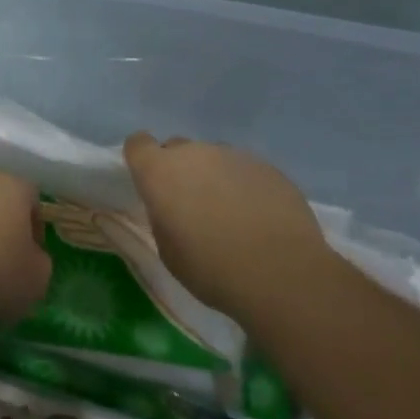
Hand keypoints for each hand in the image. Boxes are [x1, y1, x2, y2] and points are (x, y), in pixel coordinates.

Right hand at [123, 134, 331, 316]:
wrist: (281, 274)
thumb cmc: (212, 269)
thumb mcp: (169, 251)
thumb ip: (163, 217)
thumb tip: (173, 207)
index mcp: (160, 171)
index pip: (138, 144)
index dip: (142, 160)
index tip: (152, 184)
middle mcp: (194, 153)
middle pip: (178, 149)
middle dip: (180, 171)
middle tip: (192, 206)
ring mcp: (233, 156)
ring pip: (214, 158)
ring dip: (214, 177)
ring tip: (231, 214)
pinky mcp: (267, 167)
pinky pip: (245, 170)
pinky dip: (245, 186)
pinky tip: (259, 218)